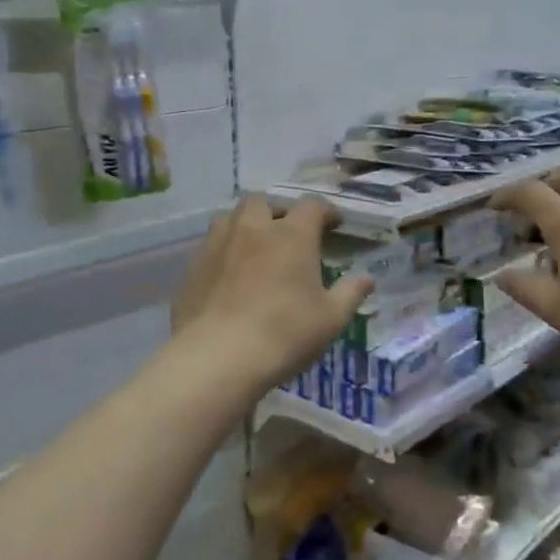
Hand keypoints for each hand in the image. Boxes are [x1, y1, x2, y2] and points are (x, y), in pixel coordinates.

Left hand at [171, 196, 371, 390]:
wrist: (218, 357)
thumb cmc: (285, 334)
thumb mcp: (331, 318)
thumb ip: (350, 293)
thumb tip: (367, 278)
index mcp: (292, 235)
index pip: (312, 206)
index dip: (325, 212)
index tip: (333, 225)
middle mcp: (253, 229)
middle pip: (264, 202)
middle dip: (278, 212)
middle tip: (288, 233)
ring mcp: (217, 245)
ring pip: (230, 217)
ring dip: (245, 225)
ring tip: (254, 247)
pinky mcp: (193, 267)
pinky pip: (210, 247)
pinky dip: (223, 252)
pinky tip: (229, 277)